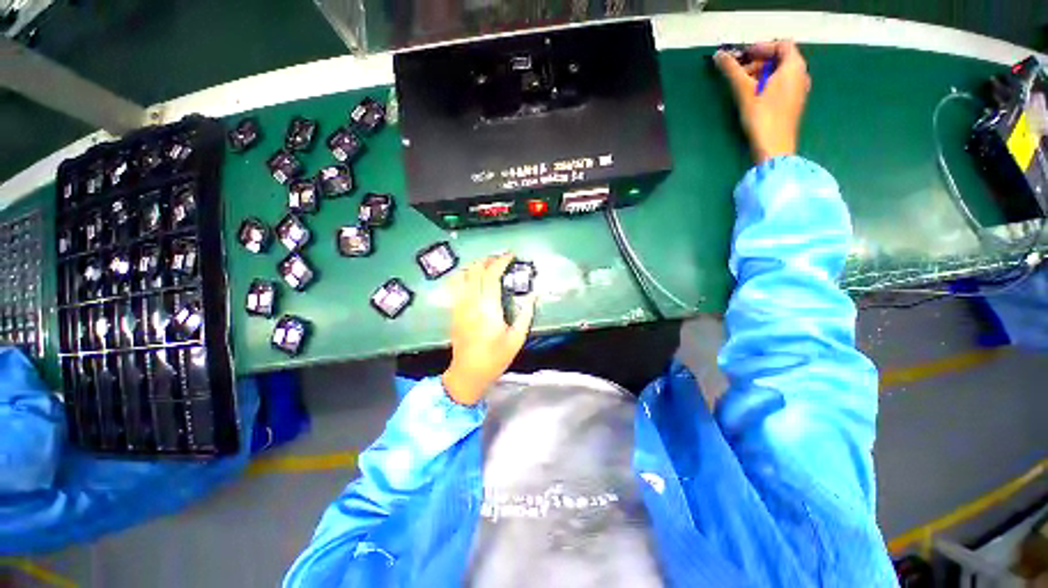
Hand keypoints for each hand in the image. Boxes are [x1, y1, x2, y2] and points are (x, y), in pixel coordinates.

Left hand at [441, 254, 536, 405]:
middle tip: (501, 259)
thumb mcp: (516, 339)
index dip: (501, 261)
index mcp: (488, 309)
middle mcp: (471, 303)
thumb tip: (534, 296)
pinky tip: (474, 278)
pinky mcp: (454, 311)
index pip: (491, 276)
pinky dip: (465, 275)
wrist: (468, 373)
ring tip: (487, 266)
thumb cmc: (495, 358)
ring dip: (475, 266)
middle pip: (475, 270)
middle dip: (488, 260)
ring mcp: (459, 306)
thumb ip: (525, 315)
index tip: (511, 255)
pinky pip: (455, 286)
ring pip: (462, 275)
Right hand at [715, 40, 811, 164]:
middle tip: (739, 74)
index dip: (760, 48)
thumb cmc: (762, 116)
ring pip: (780, 73)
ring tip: (743, 87)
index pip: (780, 45)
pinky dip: (768, 85)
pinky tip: (754, 98)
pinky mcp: (794, 104)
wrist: (774, 147)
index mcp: (794, 66)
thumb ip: (732, 71)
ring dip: (761, 75)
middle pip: (780, 59)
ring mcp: (799, 90)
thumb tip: (718, 55)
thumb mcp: (744, 91)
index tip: (742, 58)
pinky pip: (782, 85)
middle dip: (759, 62)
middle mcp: (801, 74)